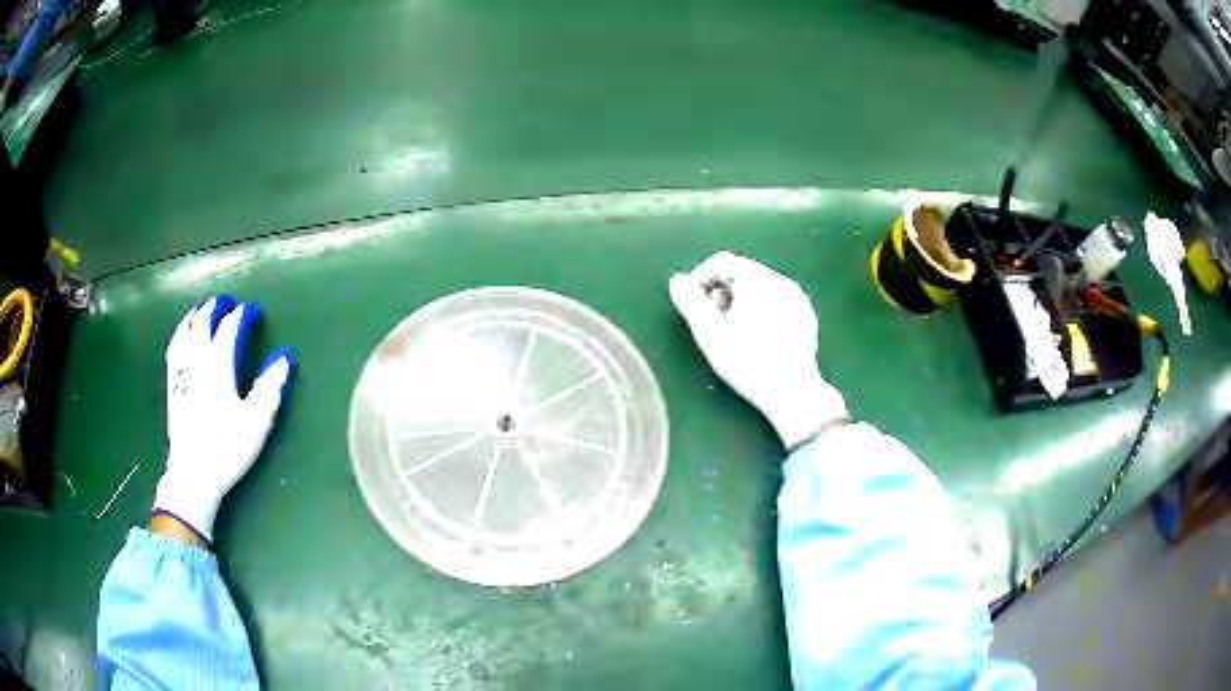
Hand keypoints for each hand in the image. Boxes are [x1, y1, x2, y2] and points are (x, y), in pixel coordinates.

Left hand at [153, 296, 293, 541]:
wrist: (193, 474)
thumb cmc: (227, 448)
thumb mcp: (256, 422)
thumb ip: (269, 387)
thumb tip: (283, 358)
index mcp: (218, 366)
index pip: (229, 328)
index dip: (242, 315)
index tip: (253, 313)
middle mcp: (197, 361)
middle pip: (203, 322)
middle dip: (215, 307)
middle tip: (227, 302)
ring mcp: (181, 372)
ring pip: (185, 332)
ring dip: (194, 316)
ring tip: (201, 310)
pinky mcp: (172, 386)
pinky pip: (173, 349)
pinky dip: (179, 334)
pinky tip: (181, 337)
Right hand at [669, 251, 846, 449]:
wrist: (792, 392)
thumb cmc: (747, 362)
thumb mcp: (709, 334)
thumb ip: (690, 302)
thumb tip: (677, 280)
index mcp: (757, 279)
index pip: (721, 261)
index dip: (700, 278)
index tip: (692, 304)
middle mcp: (780, 280)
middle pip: (741, 271)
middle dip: (721, 290)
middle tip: (711, 321)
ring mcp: (797, 297)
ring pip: (760, 286)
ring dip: (740, 300)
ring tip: (733, 330)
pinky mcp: (806, 315)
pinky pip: (776, 300)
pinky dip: (761, 309)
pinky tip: (757, 336)